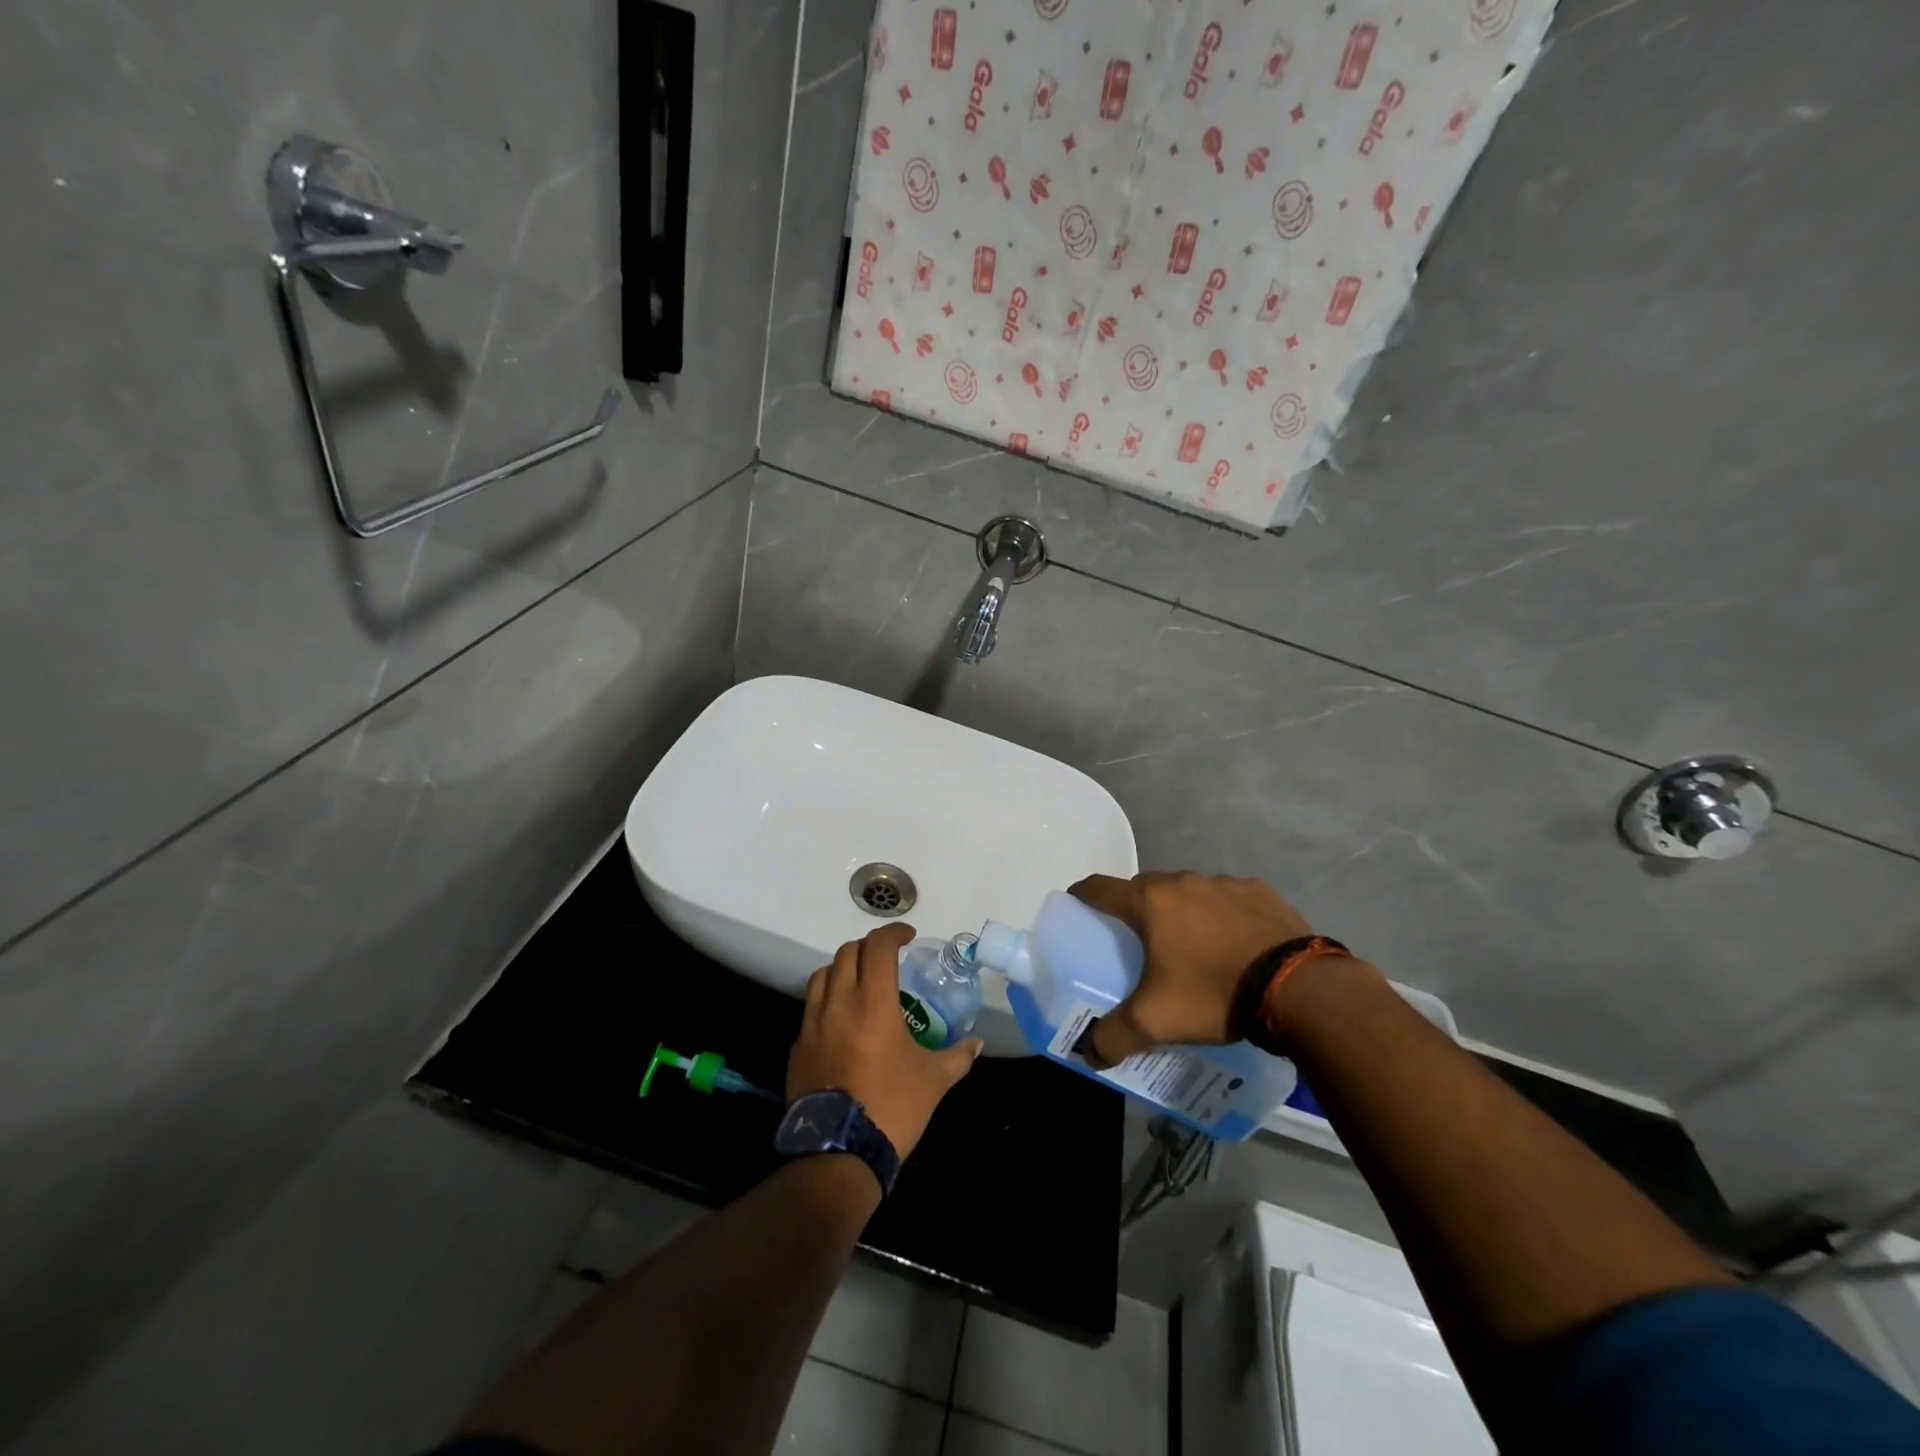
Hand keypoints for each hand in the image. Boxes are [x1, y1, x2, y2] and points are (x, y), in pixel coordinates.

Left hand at [787, 923, 982, 1159]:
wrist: (838, 1154)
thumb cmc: (892, 1108)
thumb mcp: (934, 1081)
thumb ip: (958, 1056)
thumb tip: (977, 1044)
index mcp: (873, 1004)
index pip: (878, 947)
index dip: (893, 933)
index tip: (908, 936)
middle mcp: (839, 1004)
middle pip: (847, 953)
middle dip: (869, 948)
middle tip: (887, 958)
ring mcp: (812, 1025)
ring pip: (822, 975)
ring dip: (843, 969)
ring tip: (860, 982)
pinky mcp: (798, 1047)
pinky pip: (810, 1009)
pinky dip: (826, 1001)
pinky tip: (841, 1022)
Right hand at [1068, 871, 1314, 1065]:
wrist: (1299, 988)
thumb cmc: (1214, 993)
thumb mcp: (1156, 1021)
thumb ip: (1115, 1036)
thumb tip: (1090, 1053)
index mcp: (1150, 902)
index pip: (1100, 888)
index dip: (1083, 895)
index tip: (1077, 907)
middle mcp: (1182, 882)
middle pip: (1144, 888)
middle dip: (1135, 910)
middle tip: (1138, 942)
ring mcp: (1224, 882)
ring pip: (1188, 892)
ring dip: (1181, 912)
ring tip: (1192, 949)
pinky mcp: (1260, 891)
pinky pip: (1227, 899)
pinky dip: (1222, 916)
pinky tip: (1234, 945)